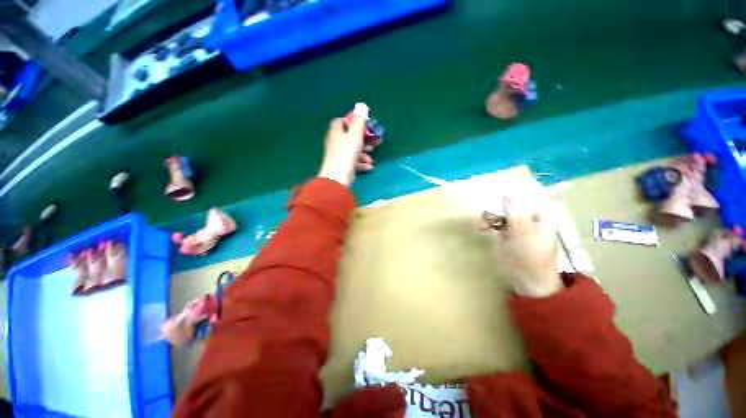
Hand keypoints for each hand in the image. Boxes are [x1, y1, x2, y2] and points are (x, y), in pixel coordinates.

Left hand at [318, 110, 375, 185]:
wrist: (338, 175)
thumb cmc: (347, 151)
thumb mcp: (356, 134)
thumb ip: (360, 121)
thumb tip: (362, 106)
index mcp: (336, 131)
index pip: (340, 121)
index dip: (351, 122)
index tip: (362, 127)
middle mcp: (335, 142)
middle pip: (349, 137)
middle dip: (362, 141)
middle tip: (371, 144)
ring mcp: (338, 154)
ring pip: (352, 151)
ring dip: (363, 154)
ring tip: (370, 159)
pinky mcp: (341, 165)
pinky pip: (352, 161)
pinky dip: (361, 163)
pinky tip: (369, 167)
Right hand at [480, 190, 562, 296]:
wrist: (529, 282)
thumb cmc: (530, 260)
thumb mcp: (522, 237)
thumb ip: (515, 215)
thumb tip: (507, 194)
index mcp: (540, 215)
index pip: (525, 194)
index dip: (509, 193)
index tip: (493, 198)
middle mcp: (530, 216)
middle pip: (510, 202)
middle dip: (496, 207)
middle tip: (487, 217)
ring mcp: (519, 224)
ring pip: (501, 211)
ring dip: (489, 215)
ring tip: (482, 226)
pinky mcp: (509, 232)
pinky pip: (497, 221)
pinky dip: (488, 222)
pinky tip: (482, 228)